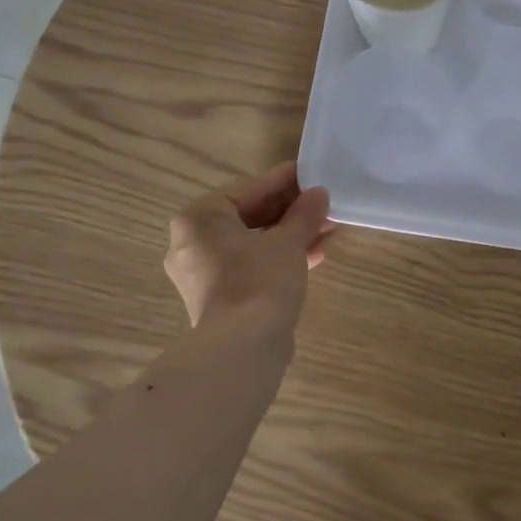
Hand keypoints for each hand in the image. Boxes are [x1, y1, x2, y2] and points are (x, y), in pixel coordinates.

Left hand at [165, 162, 333, 335]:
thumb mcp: (288, 241)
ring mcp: (204, 273)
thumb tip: (319, 194)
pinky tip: (314, 256)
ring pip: (253, 243)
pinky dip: (278, 258)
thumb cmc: (260, 280)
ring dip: (290, 236)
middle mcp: (193, 243)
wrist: (243, 347)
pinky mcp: (219, 298)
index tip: (310, 174)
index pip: (247, 190)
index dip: (283, 181)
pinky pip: (251, 265)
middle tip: (323, 204)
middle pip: (249, 217)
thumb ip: (304, 214)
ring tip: (327, 229)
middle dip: (290, 212)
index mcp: (199, 219)